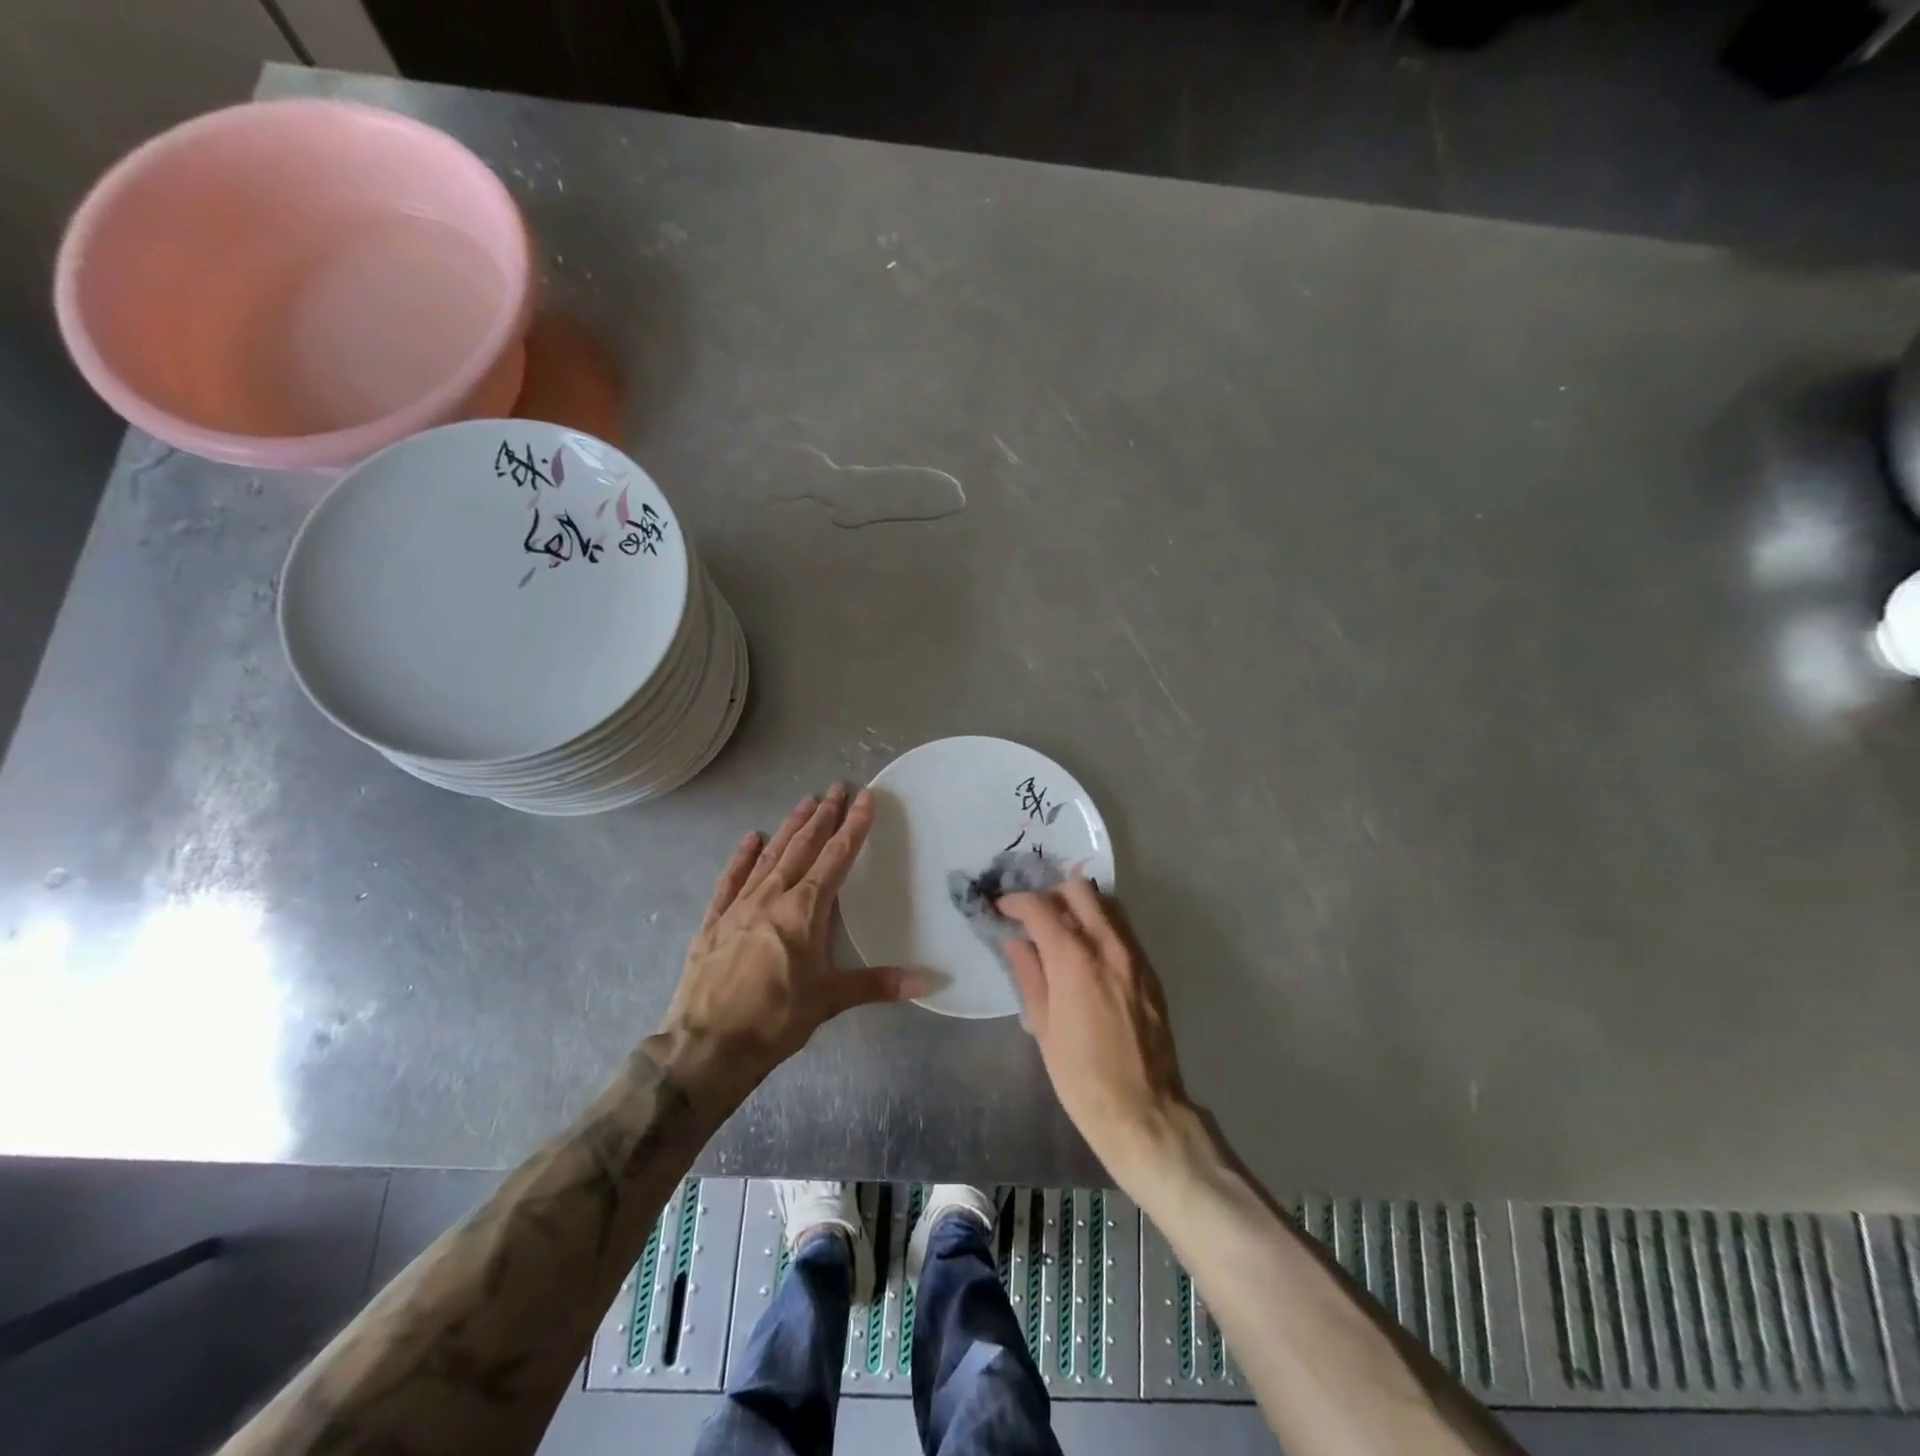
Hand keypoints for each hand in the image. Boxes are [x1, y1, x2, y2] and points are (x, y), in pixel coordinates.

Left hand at [652, 786, 922, 1102]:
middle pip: (803, 847)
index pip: (836, 857)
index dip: (853, 826)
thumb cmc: (775, 1019)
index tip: (864, 798)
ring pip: (769, 856)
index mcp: (804, 909)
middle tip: (836, 788)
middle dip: (822, 817)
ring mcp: (739, 906)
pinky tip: (750, 838)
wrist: (706, 1047)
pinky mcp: (713, 922)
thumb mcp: (830, 1001)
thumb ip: (877, 985)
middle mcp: (772, 897)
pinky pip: (730, 880)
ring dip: (789, 828)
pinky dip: (742, 857)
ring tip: (804, 802)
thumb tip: (927, 982)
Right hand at [1000, 881, 1194, 1179]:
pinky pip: (1122, 929)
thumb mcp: (1042, 1026)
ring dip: (1079, 905)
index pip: (1040, 907)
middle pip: (1079, 890)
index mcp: (1074, 959)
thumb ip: (1029, 975)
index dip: (1015, 902)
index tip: (1002, 909)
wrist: (1144, 1110)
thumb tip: (1017, 942)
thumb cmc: (1081, 1076)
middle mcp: (1108, 945)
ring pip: (1106, 904)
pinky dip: (1101, 925)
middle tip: (1033, 915)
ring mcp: (1134, 955)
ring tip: (1060, 928)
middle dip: (1050, 894)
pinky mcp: (1150, 971)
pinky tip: (1087, 951)